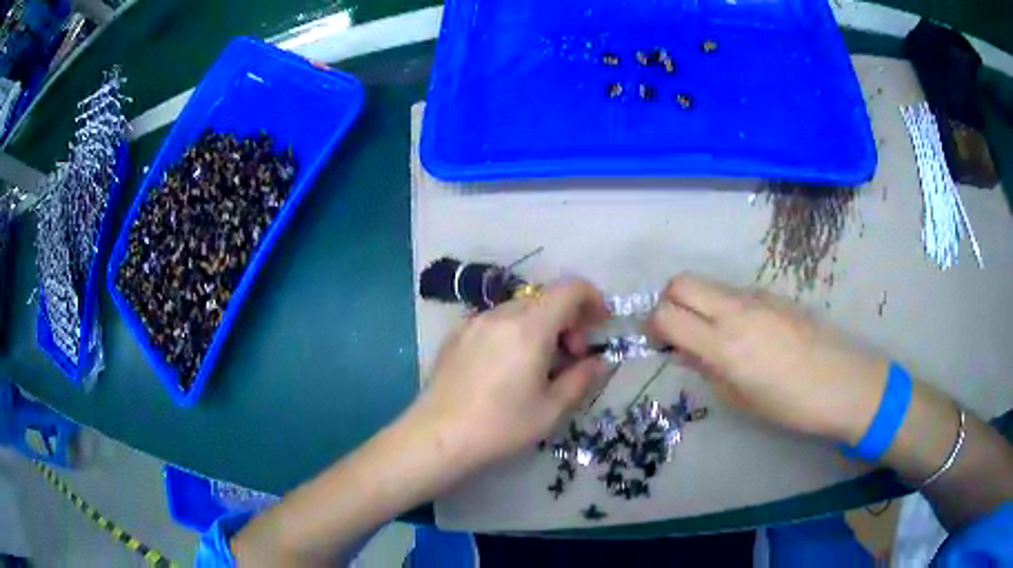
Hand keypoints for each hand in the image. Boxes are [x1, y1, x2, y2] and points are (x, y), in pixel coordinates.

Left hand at [409, 279, 610, 475]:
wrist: (438, 436)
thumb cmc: (501, 426)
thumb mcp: (551, 409)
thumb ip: (582, 379)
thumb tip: (599, 361)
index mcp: (530, 327)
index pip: (570, 289)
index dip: (592, 299)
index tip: (600, 324)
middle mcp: (501, 314)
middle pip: (545, 298)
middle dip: (568, 320)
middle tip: (571, 357)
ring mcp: (474, 321)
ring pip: (520, 309)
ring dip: (541, 326)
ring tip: (538, 365)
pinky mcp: (456, 334)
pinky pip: (495, 321)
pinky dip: (514, 331)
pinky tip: (507, 366)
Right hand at [648, 273, 887, 443]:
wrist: (844, 382)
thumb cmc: (791, 405)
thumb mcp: (741, 399)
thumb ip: (708, 369)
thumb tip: (687, 351)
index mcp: (725, 344)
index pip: (667, 314)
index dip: (653, 326)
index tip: (660, 343)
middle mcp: (736, 310)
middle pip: (681, 282)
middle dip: (668, 302)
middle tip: (678, 331)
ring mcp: (757, 297)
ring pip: (709, 284)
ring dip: (698, 302)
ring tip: (713, 335)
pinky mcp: (773, 294)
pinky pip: (735, 292)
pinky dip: (724, 305)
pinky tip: (745, 334)